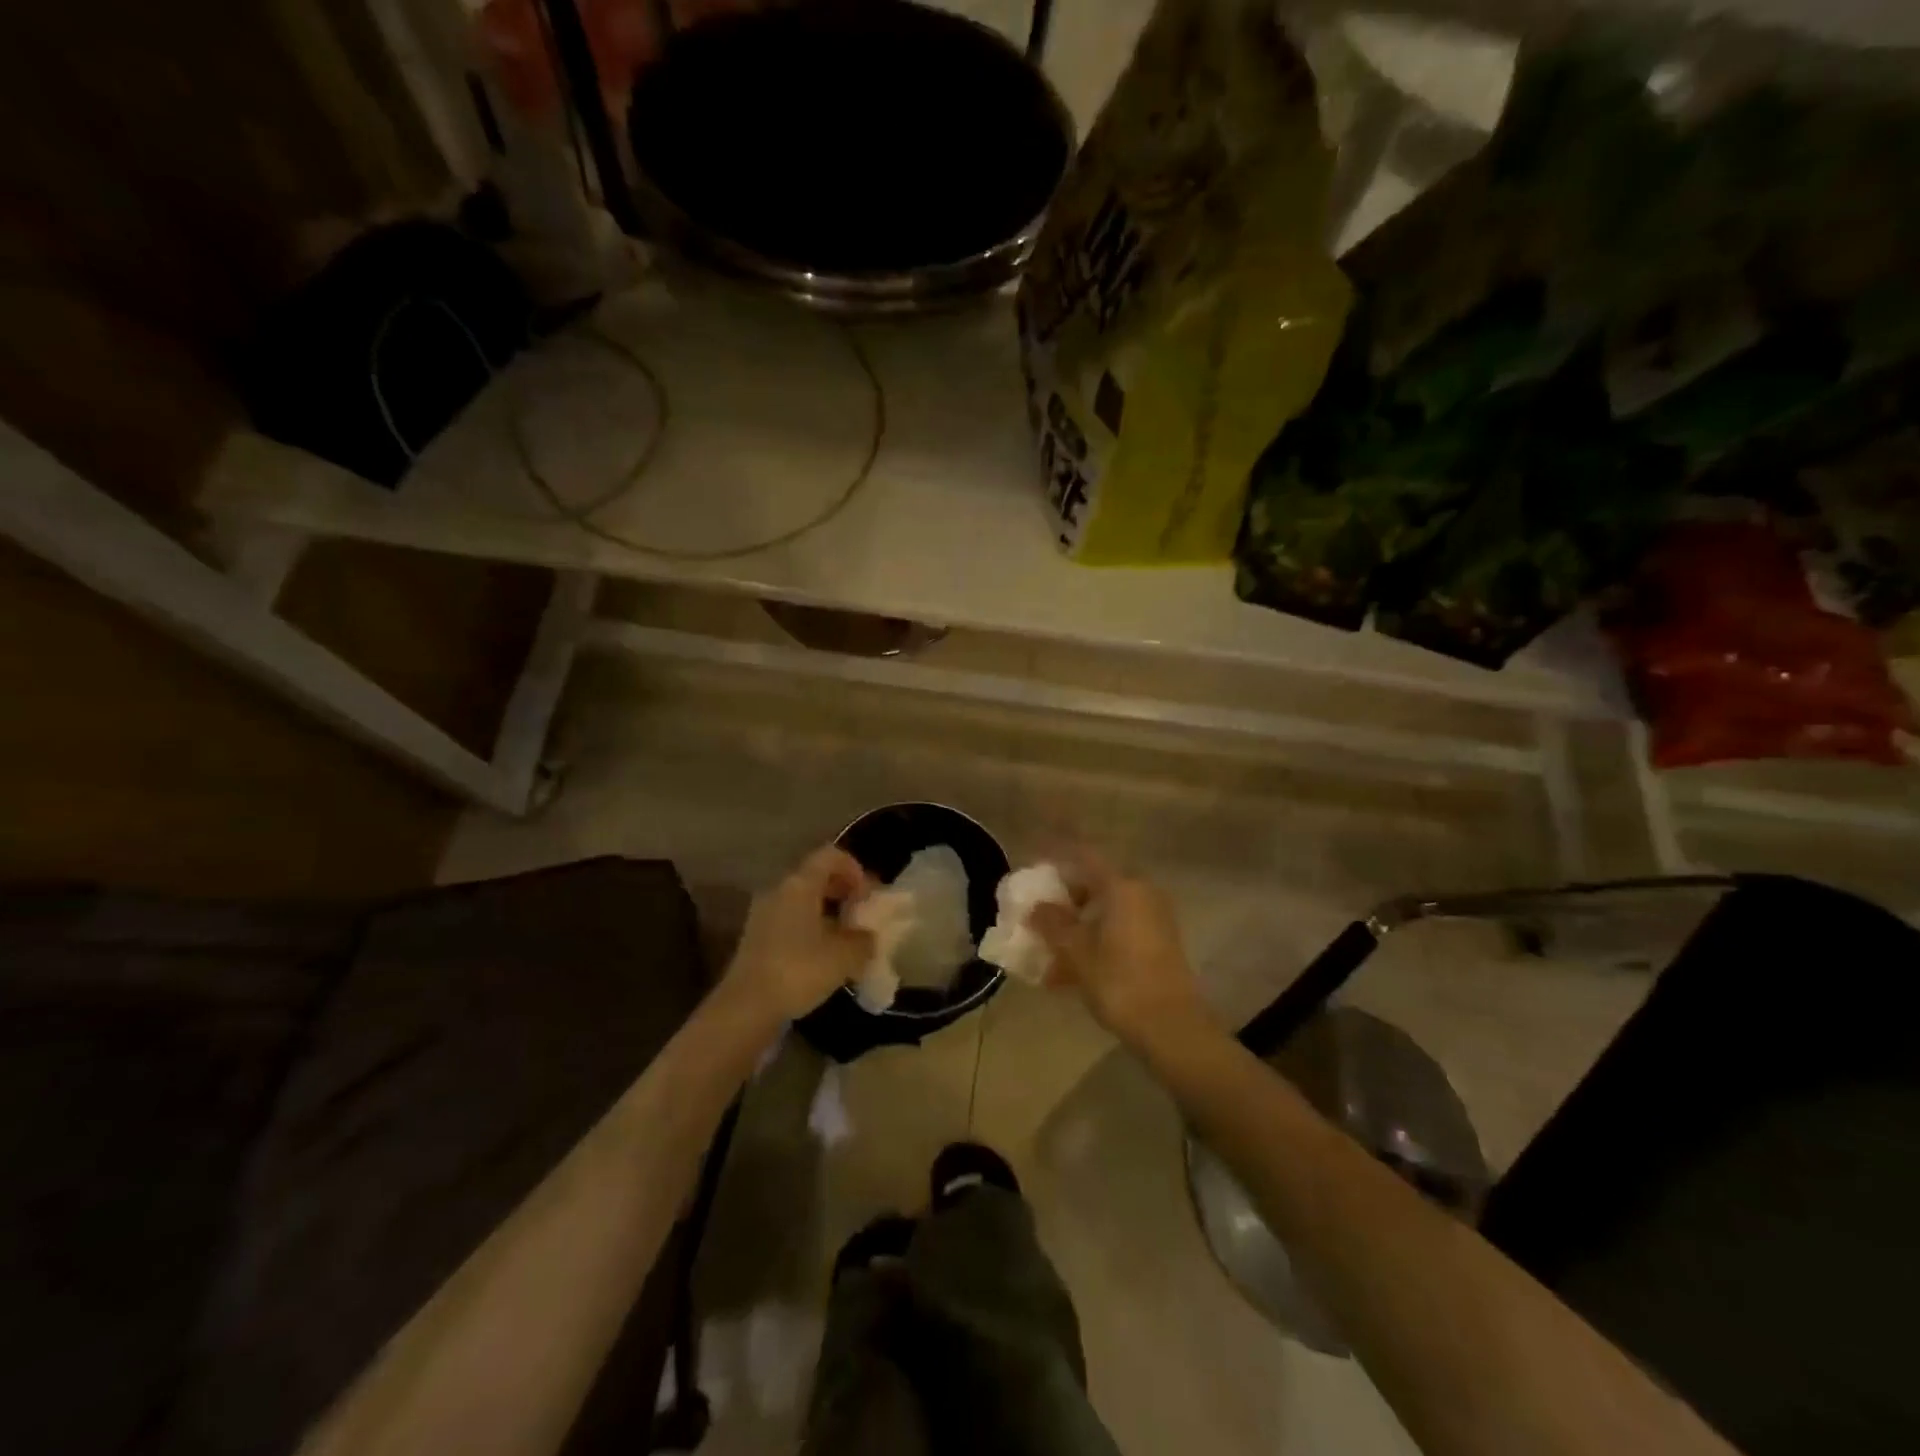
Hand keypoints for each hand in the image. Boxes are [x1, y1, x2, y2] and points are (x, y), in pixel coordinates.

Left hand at [725, 846, 876, 1021]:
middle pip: (816, 876)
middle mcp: (779, 891)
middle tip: (862, 916)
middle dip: (843, 891)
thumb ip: (864, 939)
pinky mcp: (757, 939)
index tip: (868, 895)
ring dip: (828, 913)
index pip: (830, 855)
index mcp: (799, 884)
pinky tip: (824, 957)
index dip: (854, 868)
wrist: (746, 1009)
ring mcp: (764, 915)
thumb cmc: (798, 971)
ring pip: (803, 901)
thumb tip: (868, 936)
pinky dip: (811, 929)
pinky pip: (791, 921)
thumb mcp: (844, 956)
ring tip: (847, 939)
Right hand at [1030, 853, 1211, 1047]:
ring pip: (1106, 910)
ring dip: (1077, 924)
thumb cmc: (1120, 982)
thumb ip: (1053, 924)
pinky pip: (1118, 929)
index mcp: (1122, 886)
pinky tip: (1068, 972)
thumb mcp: (1077, 952)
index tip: (1034, 860)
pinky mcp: (1159, 942)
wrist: (1172, 1027)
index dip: (1057, 853)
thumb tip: (1037, 907)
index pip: (1084, 855)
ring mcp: (1154, 918)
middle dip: (1065, 896)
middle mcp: (1142, 893)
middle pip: (1095, 882)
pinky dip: (1094, 940)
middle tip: (1039, 911)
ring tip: (1049, 950)